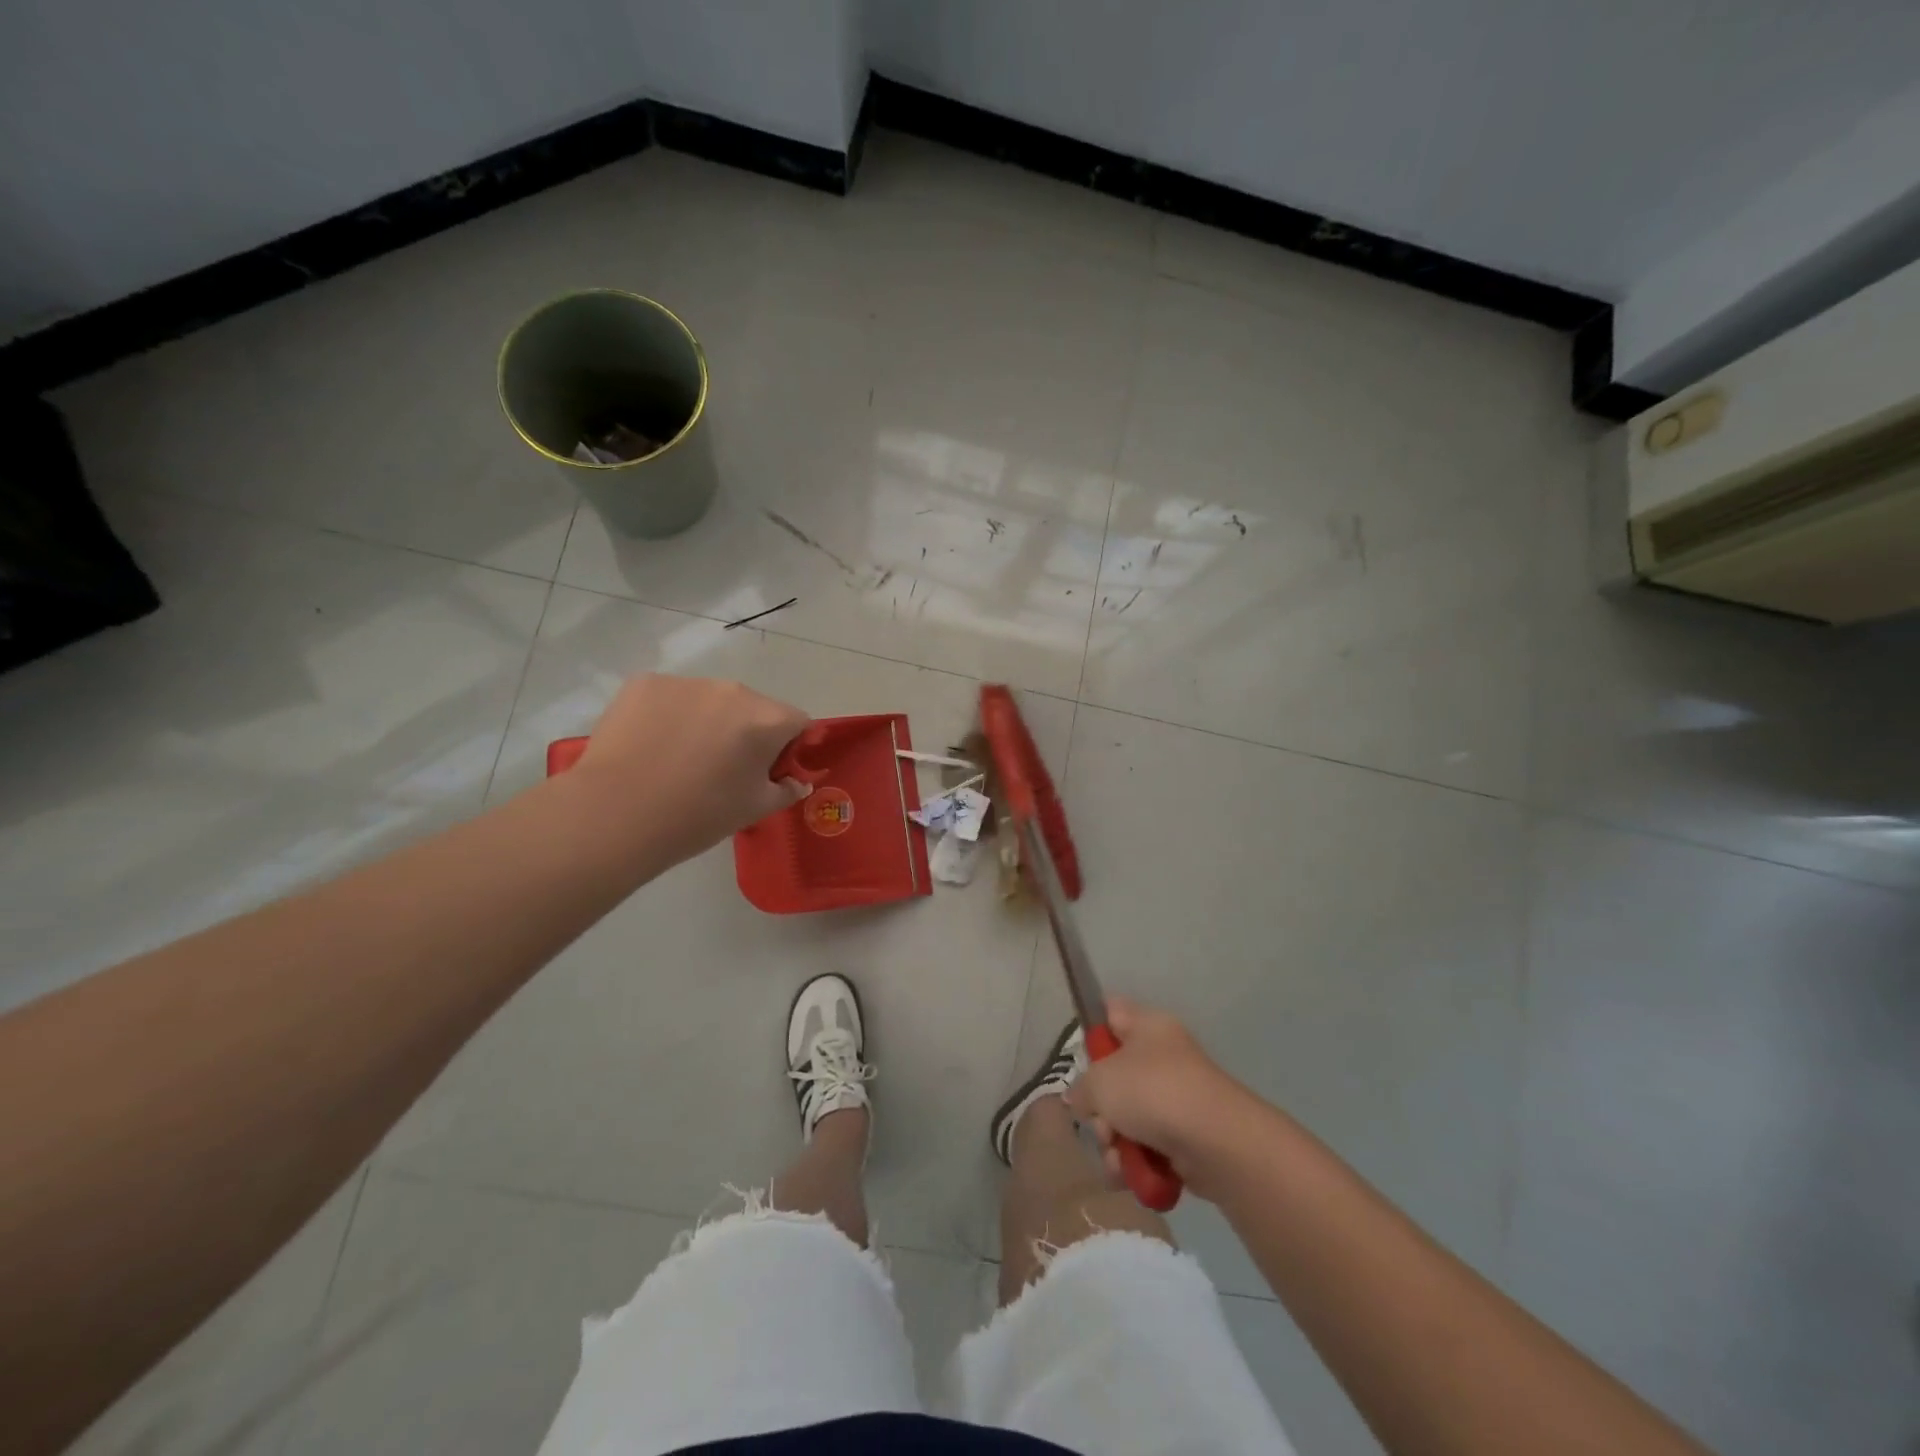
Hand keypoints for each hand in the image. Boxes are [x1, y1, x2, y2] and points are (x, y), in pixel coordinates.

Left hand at [572, 675, 810, 867]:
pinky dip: (668, 716)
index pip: (797, 722)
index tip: (768, 772)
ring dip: (706, 722)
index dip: (788, 747)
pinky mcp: (644, 683)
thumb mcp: (754, 810)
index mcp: (766, 719)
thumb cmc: (698, 815)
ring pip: (710, 701)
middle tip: (722, 770)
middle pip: (753, 708)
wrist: (615, 814)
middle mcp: (732, 690)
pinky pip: (670, 697)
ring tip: (679, 759)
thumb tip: (797, 783)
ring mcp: (686, 683)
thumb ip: (785, 791)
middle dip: (746, 732)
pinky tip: (650, 746)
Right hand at [1067, 998, 1257, 1199]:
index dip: (1092, 1031)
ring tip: (1116, 1157)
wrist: (1217, 1144)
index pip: (1111, 1012)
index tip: (1081, 1060)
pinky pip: (1147, 1146)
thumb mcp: (1099, 1082)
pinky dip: (1135, 1162)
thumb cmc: (1153, 1092)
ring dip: (1113, 1142)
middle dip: (1100, 1108)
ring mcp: (1177, 1098)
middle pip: (1114, 1076)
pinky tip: (1129, 1174)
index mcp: (1147, 1026)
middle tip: (1102, 1122)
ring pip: (1128, 1117)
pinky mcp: (1186, 1137)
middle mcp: (1164, 1056)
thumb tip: (1082, 1099)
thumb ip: (1081, 1088)